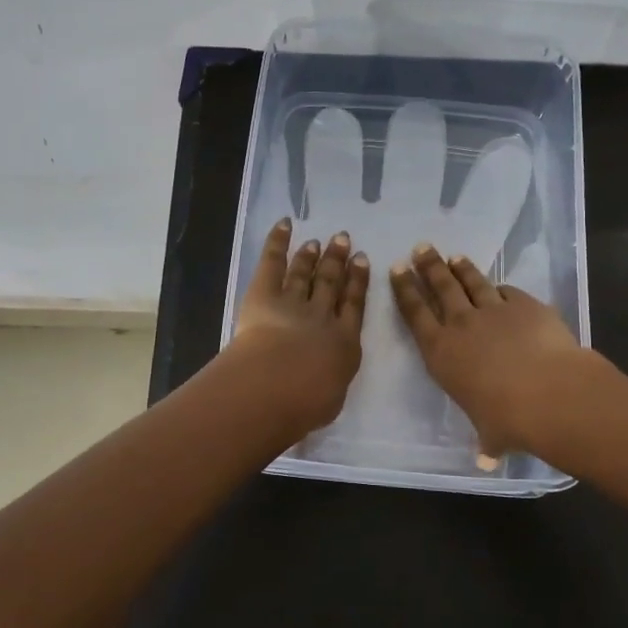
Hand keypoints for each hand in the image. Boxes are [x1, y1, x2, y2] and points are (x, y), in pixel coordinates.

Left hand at [228, 218, 370, 434]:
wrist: (277, 385)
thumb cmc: (307, 402)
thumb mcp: (331, 397)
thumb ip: (332, 380)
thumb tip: (328, 375)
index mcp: (344, 342)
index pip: (354, 306)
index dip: (358, 282)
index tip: (363, 261)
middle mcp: (322, 316)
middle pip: (331, 283)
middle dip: (338, 261)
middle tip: (343, 240)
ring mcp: (293, 301)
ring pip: (305, 273)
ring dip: (312, 255)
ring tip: (318, 240)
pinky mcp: (264, 294)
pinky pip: (273, 262)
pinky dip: (278, 241)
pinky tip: (285, 224)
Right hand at [390, 241, 588, 457]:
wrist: (551, 393)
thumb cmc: (508, 419)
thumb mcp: (490, 434)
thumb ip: (486, 442)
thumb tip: (486, 460)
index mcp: (441, 353)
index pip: (415, 314)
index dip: (405, 290)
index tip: (397, 269)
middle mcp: (462, 325)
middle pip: (441, 288)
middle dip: (429, 266)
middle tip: (421, 248)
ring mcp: (494, 310)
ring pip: (472, 282)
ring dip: (461, 268)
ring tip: (453, 256)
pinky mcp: (525, 305)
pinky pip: (507, 291)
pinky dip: (500, 288)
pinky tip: (499, 286)